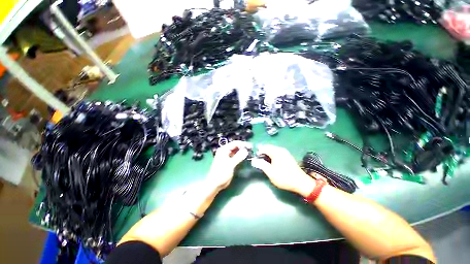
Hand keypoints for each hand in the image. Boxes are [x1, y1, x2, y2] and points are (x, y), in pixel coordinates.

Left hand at [205, 140, 251, 190]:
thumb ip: (238, 157)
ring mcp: (227, 156)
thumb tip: (246, 151)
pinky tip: (245, 156)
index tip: (250, 146)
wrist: (215, 183)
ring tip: (249, 152)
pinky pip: (235, 155)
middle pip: (235, 146)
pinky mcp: (229, 160)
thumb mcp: (230, 164)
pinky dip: (240, 155)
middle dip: (243, 147)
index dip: (243, 144)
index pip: (235, 143)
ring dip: (242, 151)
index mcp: (224, 149)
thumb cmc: (221, 173)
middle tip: (251, 149)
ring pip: (236, 151)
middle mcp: (225, 151)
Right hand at [251, 144, 315, 196]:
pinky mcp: (288, 156)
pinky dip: (272, 155)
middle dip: (262, 152)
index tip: (256, 159)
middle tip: (259, 160)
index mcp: (276, 152)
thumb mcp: (270, 172)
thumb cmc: (284, 177)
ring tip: (265, 162)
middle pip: (268, 147)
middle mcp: (281, 150)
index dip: (258, 152)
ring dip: (267, 154)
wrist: (301, 182)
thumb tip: (254, 160)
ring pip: (273, 149)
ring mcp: (285, 152)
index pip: (264, 148)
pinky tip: (272, 162)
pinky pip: (277, 152)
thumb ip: (261, 165)